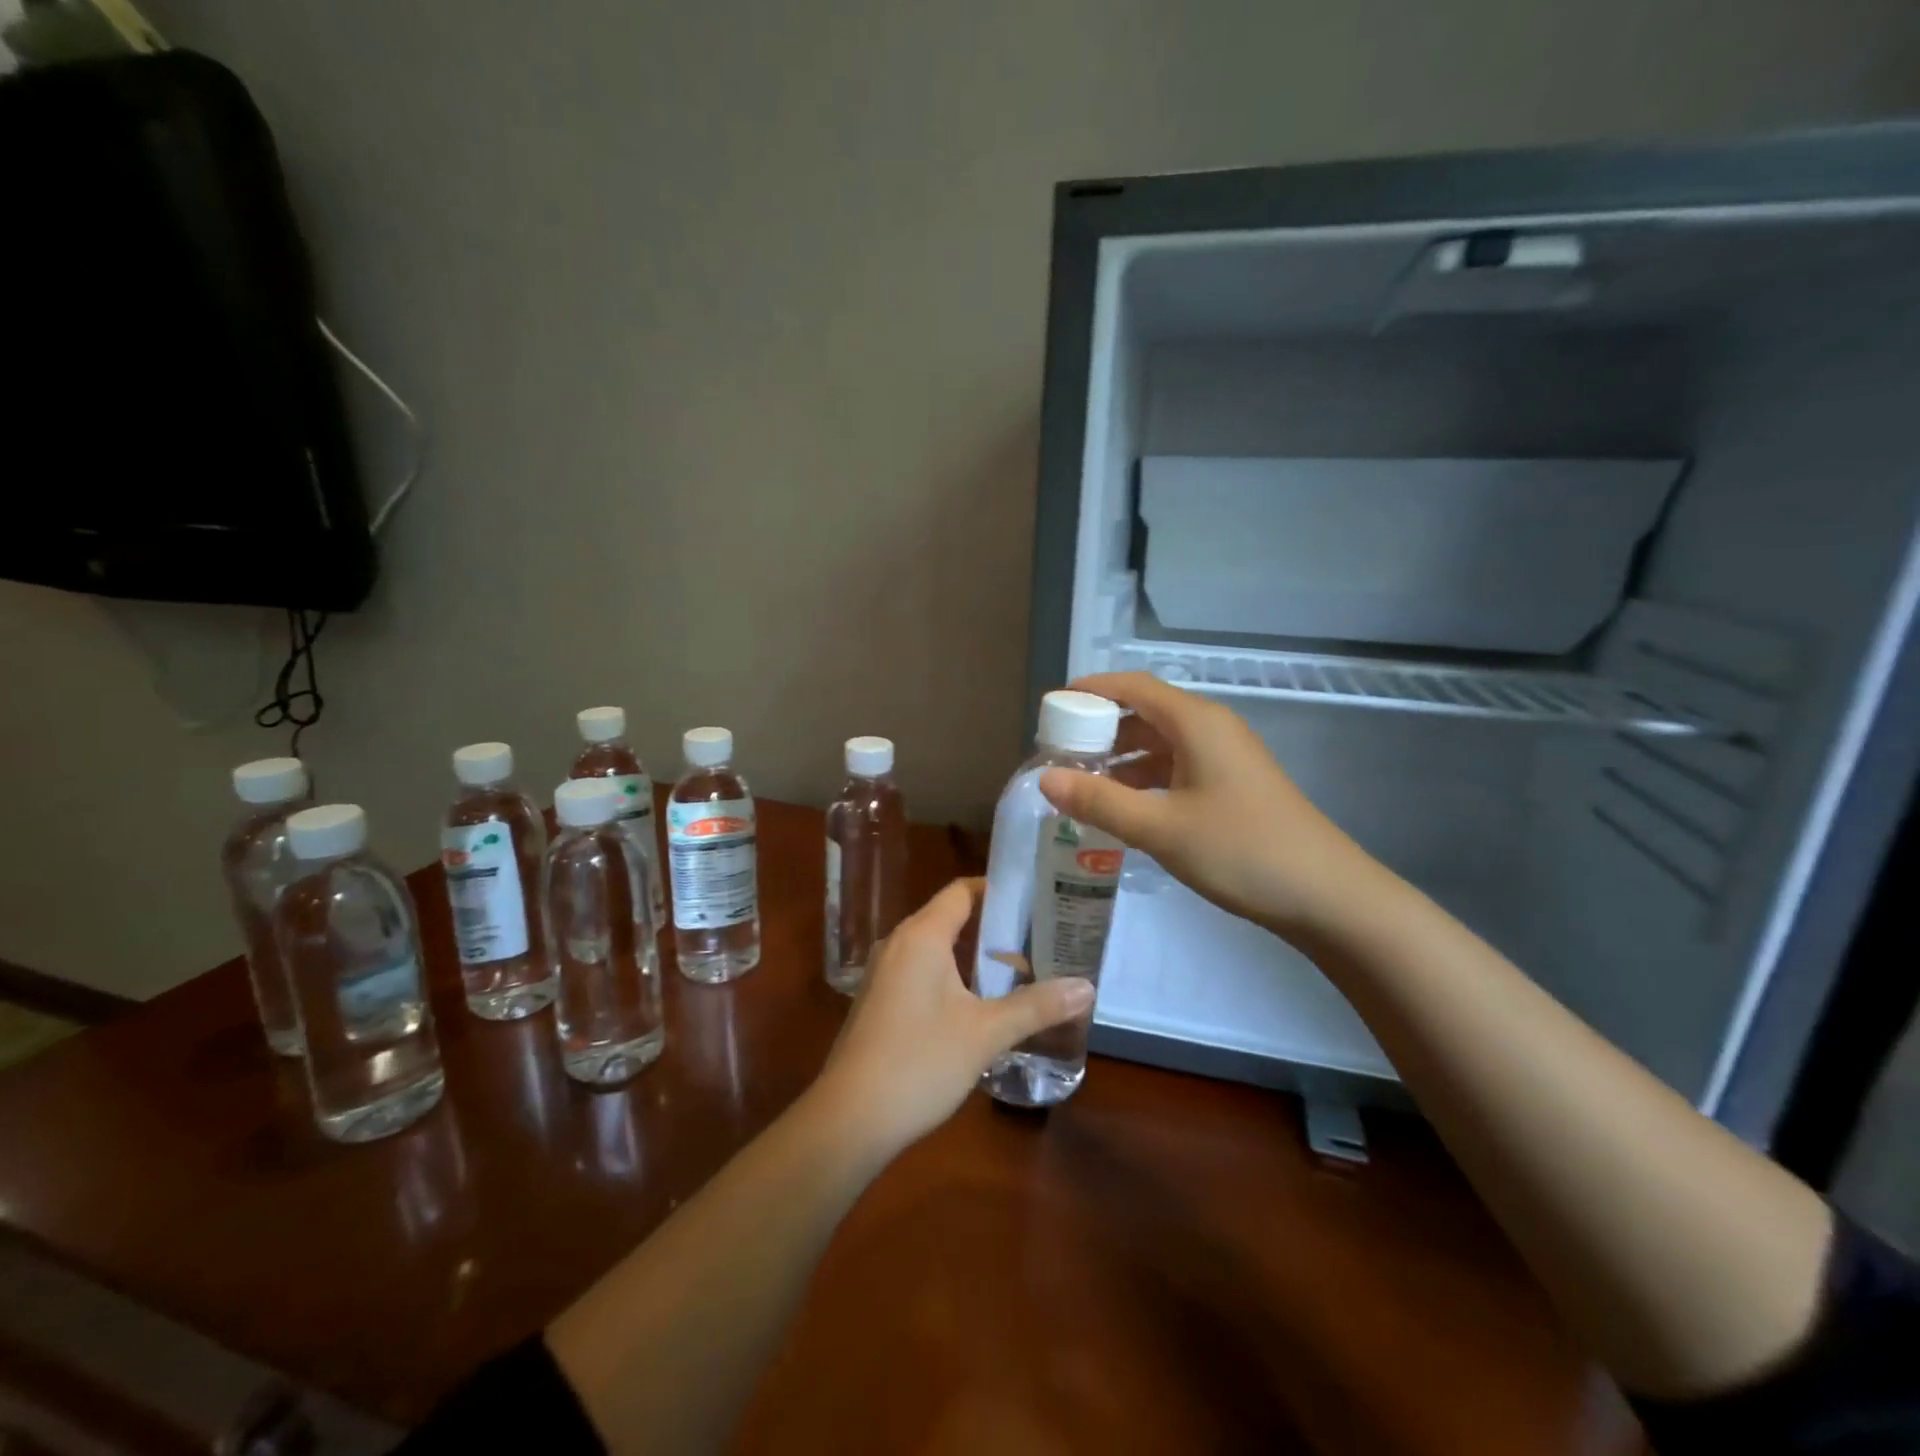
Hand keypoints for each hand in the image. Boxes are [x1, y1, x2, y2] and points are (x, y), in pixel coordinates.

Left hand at [813, 879, 1092, 1156]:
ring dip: (974, 958)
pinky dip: (953, 978)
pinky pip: (922, 973)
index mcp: (921, 936)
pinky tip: (979, 1006)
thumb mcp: (985, 1033)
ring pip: (937, 950)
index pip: (962, 891)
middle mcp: (898, 944)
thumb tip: (1087, 987)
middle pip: (951, 919)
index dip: (999, 891)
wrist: (849, 1120)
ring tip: (1019, 973)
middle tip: (1040, 941)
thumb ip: (1036, 1006)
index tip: (1037, 901)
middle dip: (995, 929)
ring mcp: (884, 974)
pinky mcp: (879, 1002)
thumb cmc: (919, 1062)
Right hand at [1038, 672, 1387, 941]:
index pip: (1133, 687)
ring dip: (1121, 757)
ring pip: (1161, 743)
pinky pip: (1177, 767)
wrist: (1325, 894)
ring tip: (1082, 782)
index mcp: (1196, 722)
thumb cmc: (1240, 850)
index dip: (1091, 691)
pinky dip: (1145, 778)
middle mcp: (1211, 729)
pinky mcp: (1232, 785)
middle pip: (1145, 712)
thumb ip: (1099, 801)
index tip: (1052, 706)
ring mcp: (1225, 758)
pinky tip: (1123, 806)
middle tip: (1059, 753)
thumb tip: (1044, 778)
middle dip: (1100, 729)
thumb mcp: (1160, 828)